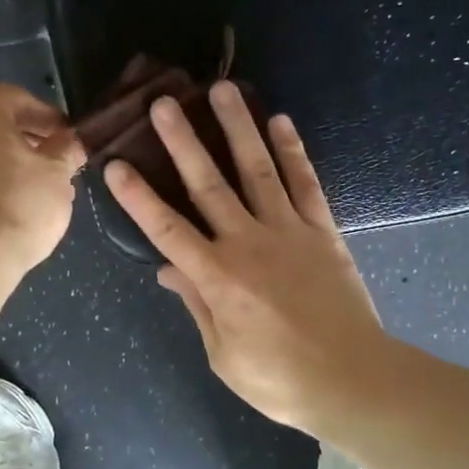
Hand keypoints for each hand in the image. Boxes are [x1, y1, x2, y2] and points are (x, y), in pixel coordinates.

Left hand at [0, 84, 85, 273]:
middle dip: (29, 141)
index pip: (20, 99)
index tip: (71, 139)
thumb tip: (70, 141)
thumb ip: (66, 151)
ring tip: (38, 190)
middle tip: (57, 164)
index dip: (50, 118)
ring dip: (9, 163)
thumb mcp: (56, 174)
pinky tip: (11, 207)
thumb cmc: (16, 202)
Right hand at [103, 81, 387, 432]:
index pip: (167, 229)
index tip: (116, 164)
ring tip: (223, 90)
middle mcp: (248, 243)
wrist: (352, 379)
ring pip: (257, 170)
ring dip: (238, 128)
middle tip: (165, 103)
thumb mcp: (223, 354)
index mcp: (217, 278)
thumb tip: (167, 269)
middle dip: (183, 142)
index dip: (138, 197)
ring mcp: (289, 231)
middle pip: (209, 185)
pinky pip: (305, 183)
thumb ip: (196, 305)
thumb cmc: (279, 379)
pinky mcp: (323, 231)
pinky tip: (280, 122)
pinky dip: (293, 152)